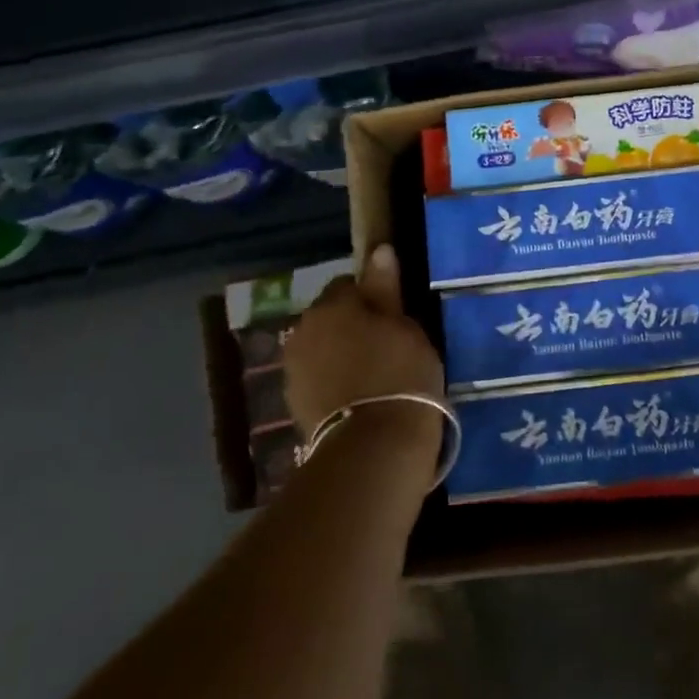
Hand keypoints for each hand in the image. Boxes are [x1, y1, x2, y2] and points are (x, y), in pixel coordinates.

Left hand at [284, 243, 445, 443]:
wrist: (374, 447)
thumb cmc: (399, 374)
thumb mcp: (404, 325)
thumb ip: (385, 288)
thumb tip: (379, 250)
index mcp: (330, 305)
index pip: (348, 285)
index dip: (372, 297)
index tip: (393, 316)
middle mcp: (303, 330)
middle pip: (330, 316)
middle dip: (351, 325)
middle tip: (386, 344)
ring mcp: (294, 370)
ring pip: (322, 348)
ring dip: (340, 353)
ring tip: (373, 374)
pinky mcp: (295, 404)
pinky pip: (318, 378)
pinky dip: (334, 381)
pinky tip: (359, 396)